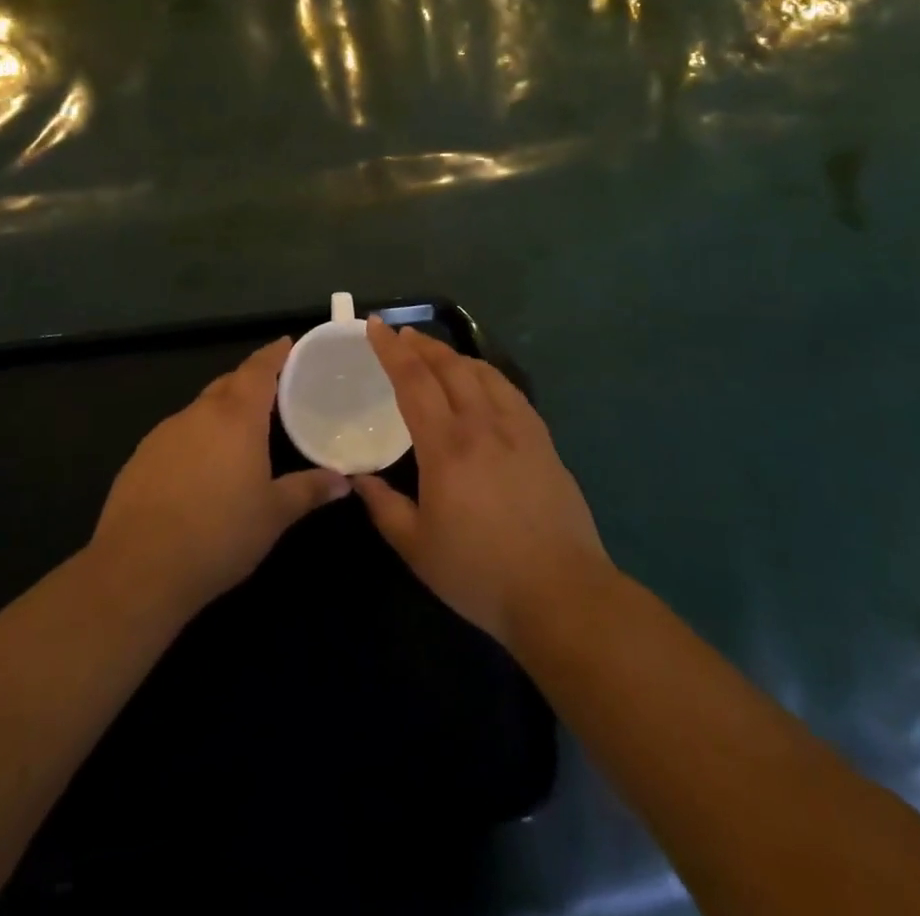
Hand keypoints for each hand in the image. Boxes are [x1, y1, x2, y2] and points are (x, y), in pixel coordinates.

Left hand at [92, 338, 349, 621]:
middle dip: (250, 382)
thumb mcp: (274, 515)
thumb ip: (309, 490)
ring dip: (221, 413)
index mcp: (236, 417)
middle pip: (228, 384)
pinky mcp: (140, 457)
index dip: (274, 354)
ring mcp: (164, 433)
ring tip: (240, 434)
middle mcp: (199, 414)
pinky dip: (196, 439)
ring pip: (200, 410)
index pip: (258, 370)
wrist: (139, 567)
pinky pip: (177, 435)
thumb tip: (343, 481)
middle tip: (274, 392)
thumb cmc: (219, 534)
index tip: (287, 343)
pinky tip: (201, 470)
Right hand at [355, 319, 610, 649]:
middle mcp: (482, 425)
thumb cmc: (480, 573)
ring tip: (437, 354)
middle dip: (421, 344)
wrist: (560, 593)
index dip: (391, 350)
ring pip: (483, 372)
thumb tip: (359, 479)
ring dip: (454, 355)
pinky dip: (487, 375)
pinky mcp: (543, 441)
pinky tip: (483, 383)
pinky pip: (510, 391)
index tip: (374, 326)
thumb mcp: (417, 548)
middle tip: (402, 335)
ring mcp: (518, 429)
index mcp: (446, 446)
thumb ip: (384, 507)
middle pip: (449, 366)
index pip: (413, 381)